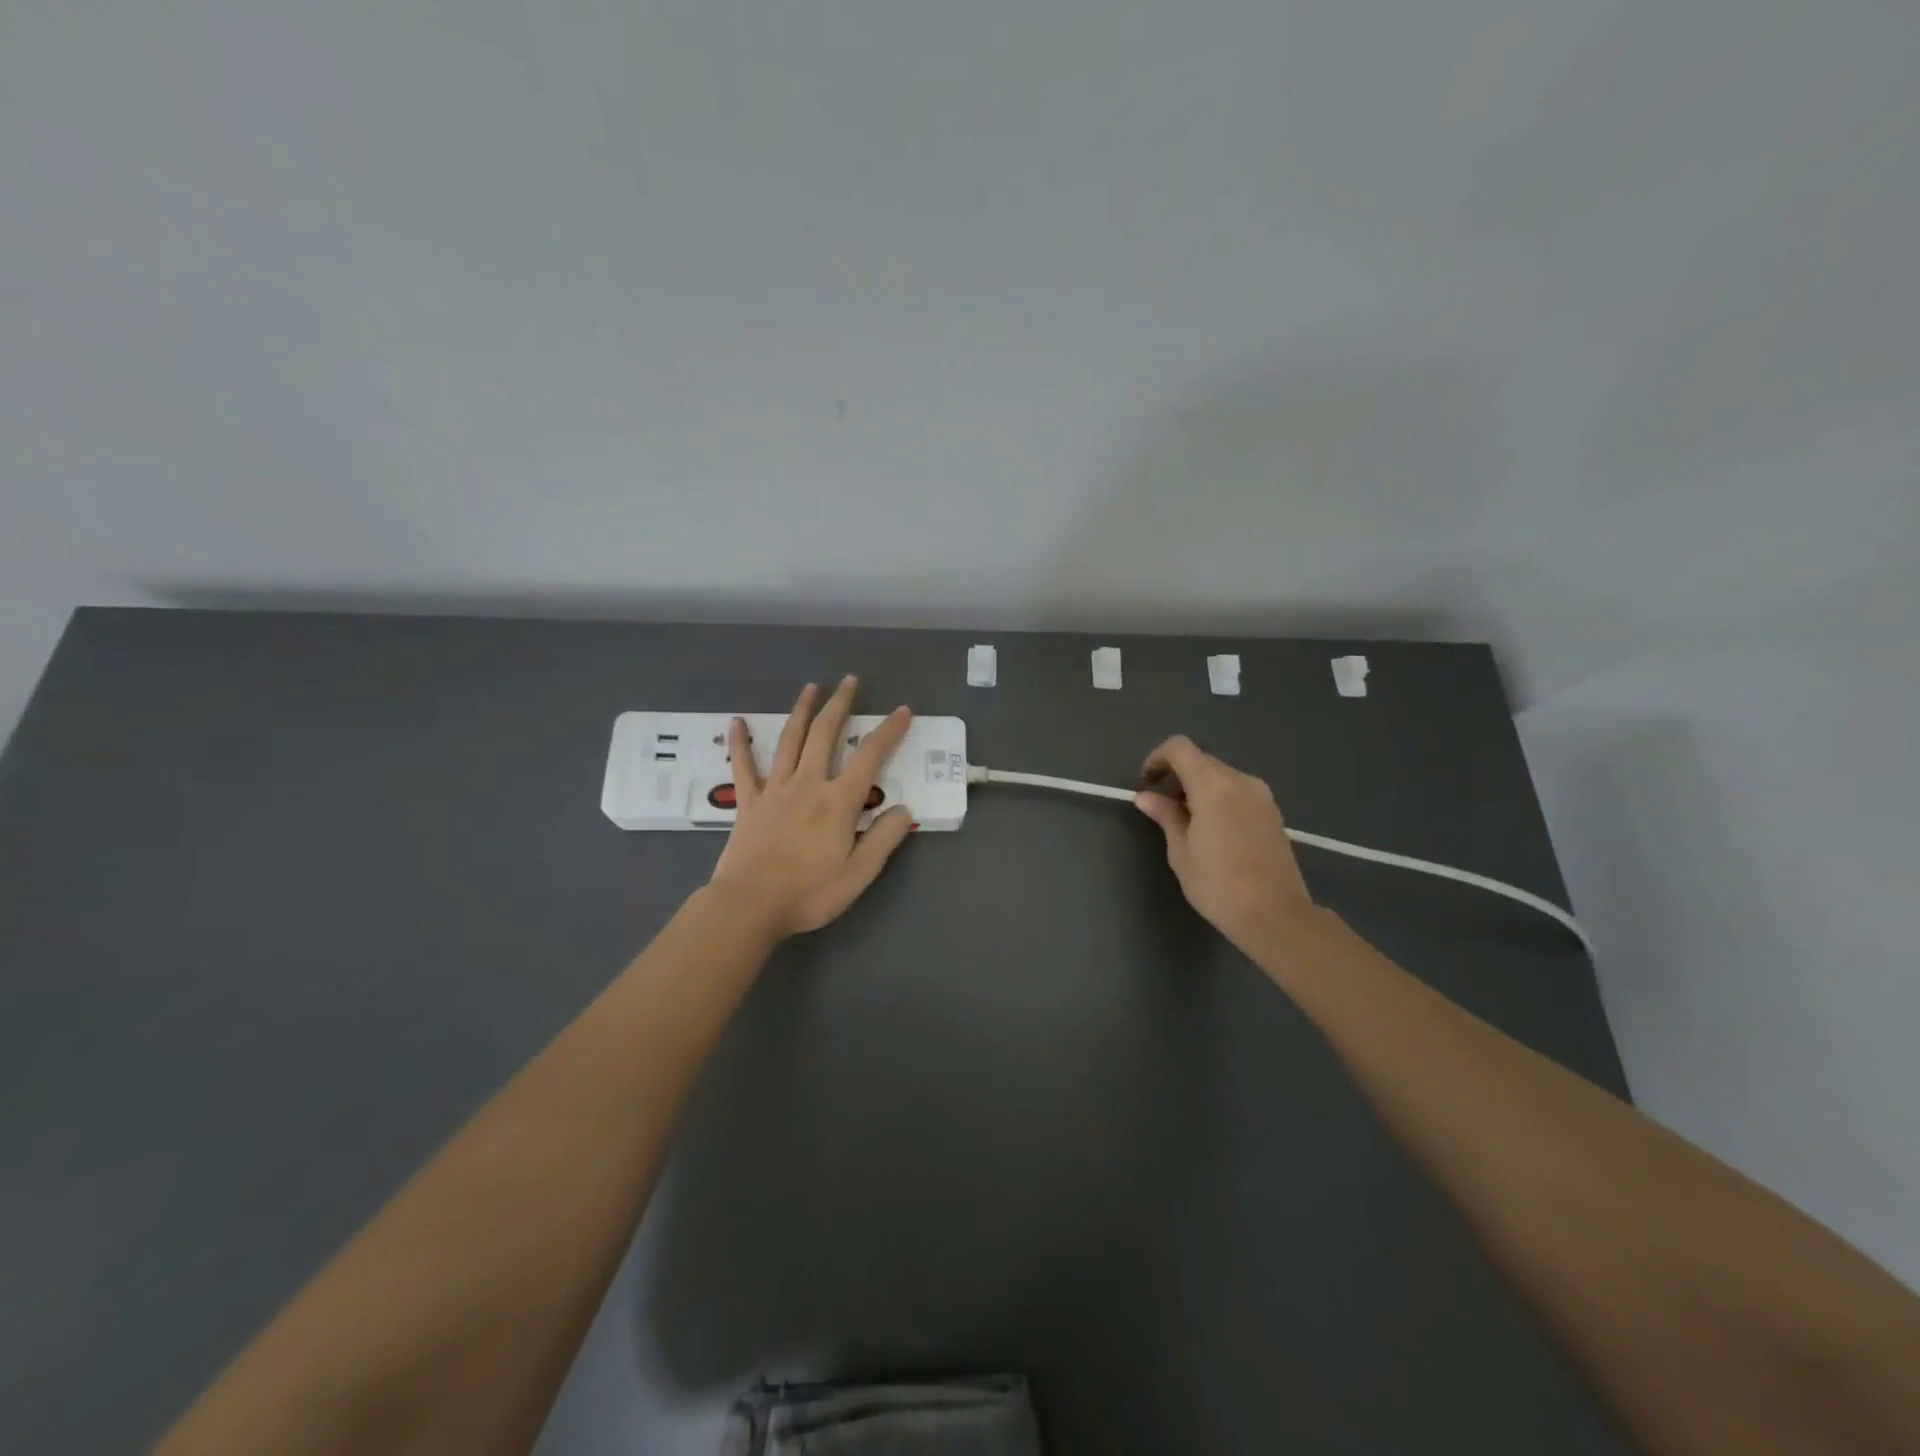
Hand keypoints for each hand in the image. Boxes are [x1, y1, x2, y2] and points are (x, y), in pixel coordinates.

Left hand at [707, 677, 915, 937]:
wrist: (750, 905)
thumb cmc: (809, 893)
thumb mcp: (859, 874)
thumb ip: (884, 838)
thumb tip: (903, 809)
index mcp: (838, 802)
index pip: (869, 757)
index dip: (888, 731)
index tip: (901, 710)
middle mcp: (808, 784)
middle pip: (825, 735)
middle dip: (840, 705)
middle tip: (850, 681)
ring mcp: (775, 790)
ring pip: (790, 740)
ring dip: (802, 711)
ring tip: (811, 687)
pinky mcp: (748, 802)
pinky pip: (744, 766)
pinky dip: (741, 742)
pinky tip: (737, 722)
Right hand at [1133, 735, 1314, 952]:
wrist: (1276, 915)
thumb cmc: (1219, 885)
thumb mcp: (1181, 852)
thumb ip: (1165, 816)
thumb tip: (1146, 797)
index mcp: (1213, 786)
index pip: (1180, 748)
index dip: (1157, 758)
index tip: (1147, 783)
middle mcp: (1241, 781)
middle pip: (1202, 760)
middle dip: (1178, 775)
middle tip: (1164, 807)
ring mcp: (1262, 796)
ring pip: (1222, 776)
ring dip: (1199, 787)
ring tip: (1188, 822)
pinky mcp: (1273, 813)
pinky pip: (1239, 791)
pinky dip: (1220, 798)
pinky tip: (1214, 831)